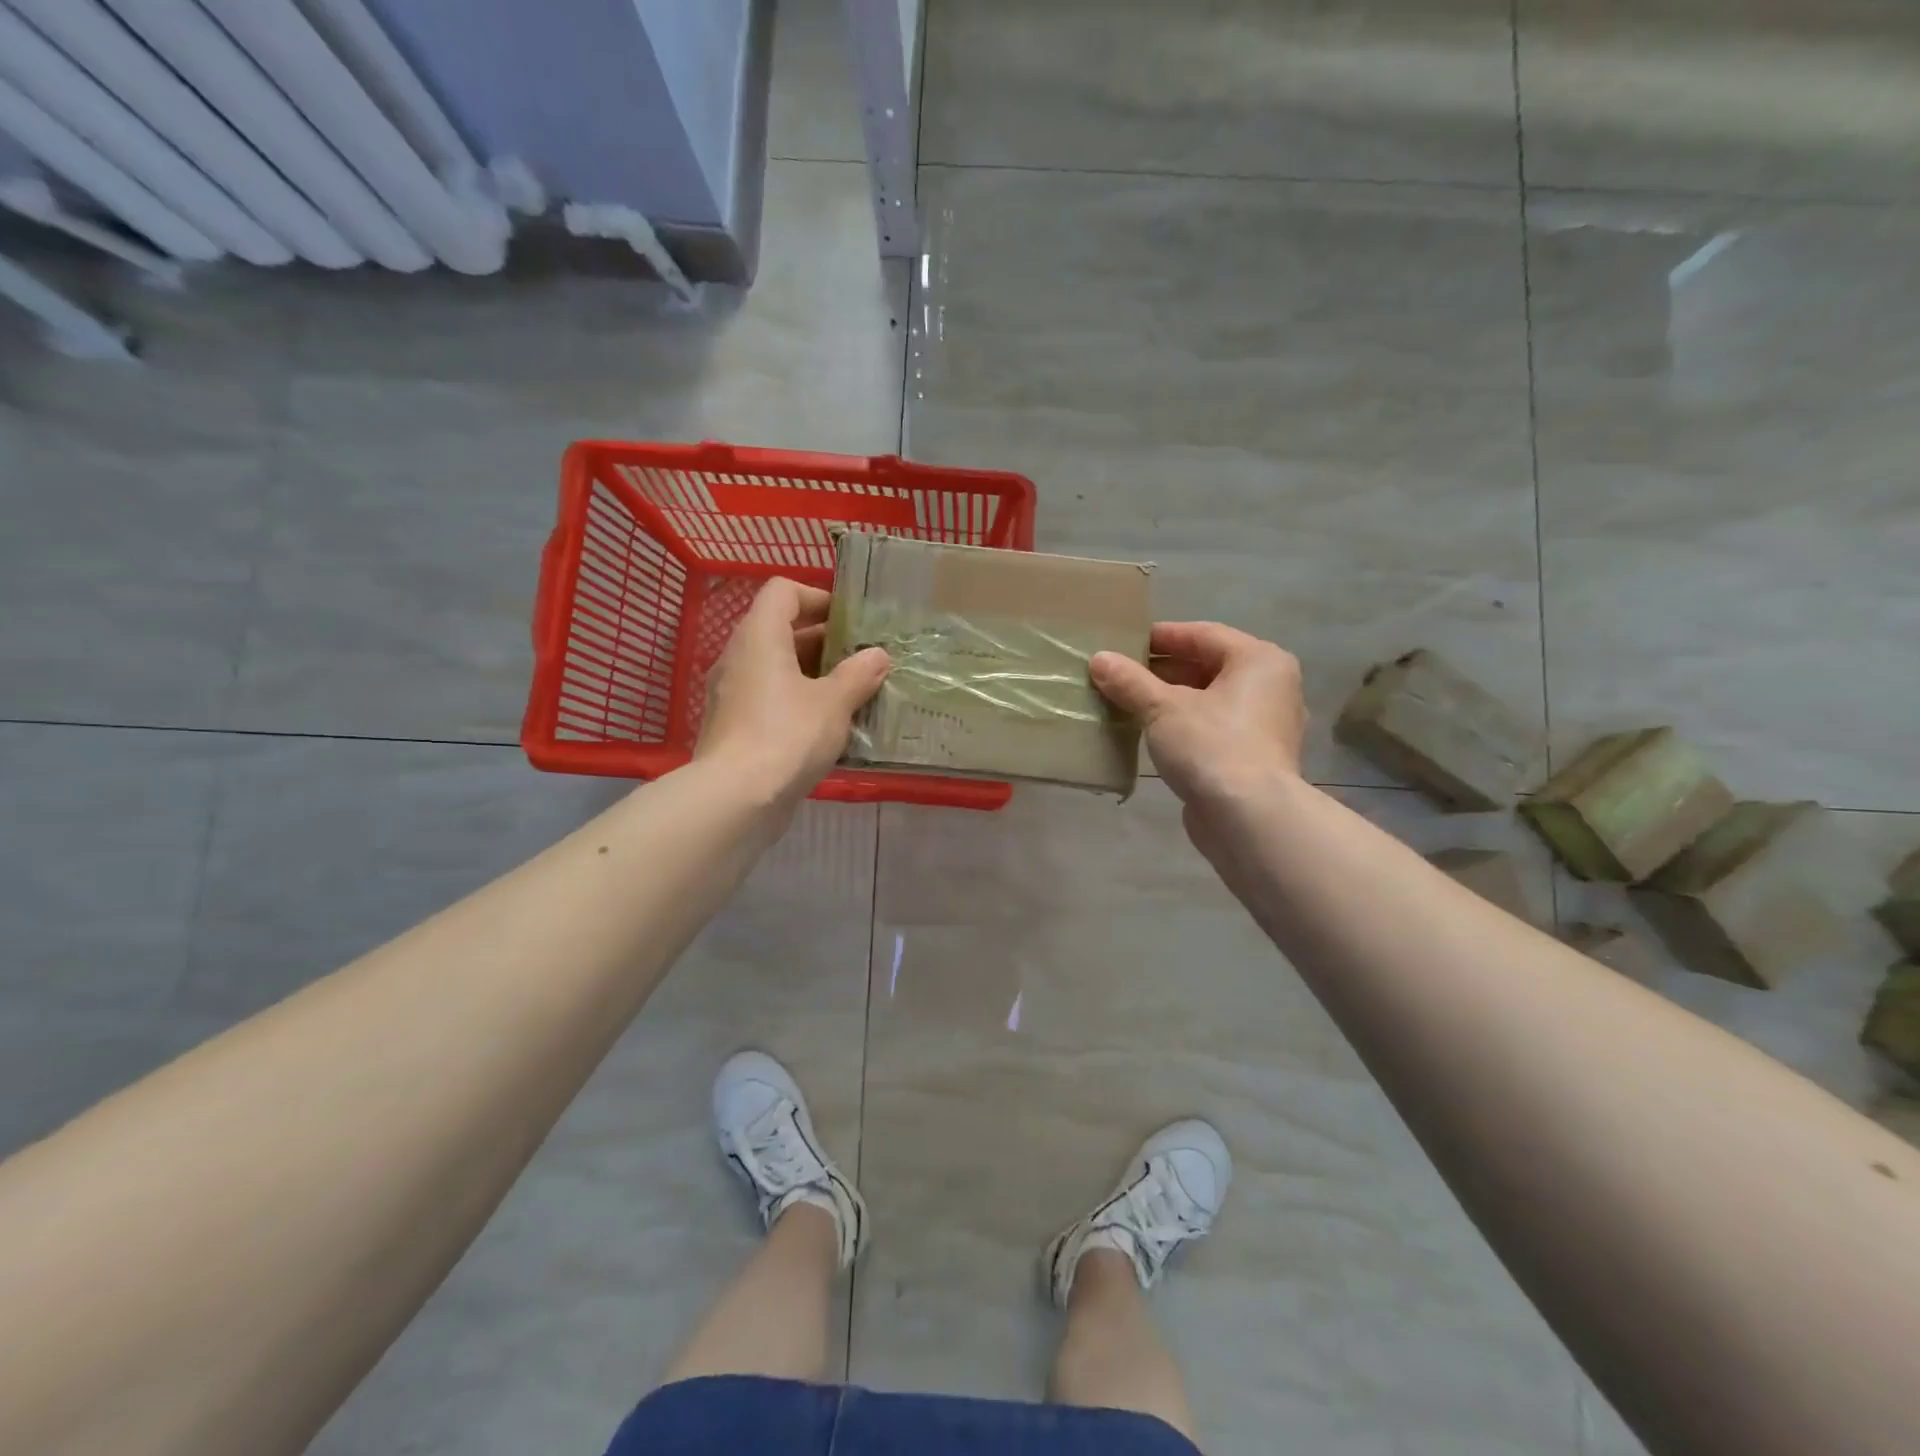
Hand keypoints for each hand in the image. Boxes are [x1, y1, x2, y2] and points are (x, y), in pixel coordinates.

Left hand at [694, 578, 890, 802]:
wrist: (735, 798)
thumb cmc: (787, 736)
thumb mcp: (834, 703)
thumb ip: (858, 674)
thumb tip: (878, 655)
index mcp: (760, 637)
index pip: (784, 591)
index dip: (818, 597)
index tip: (850, 622)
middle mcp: (740, 657)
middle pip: (781, 630)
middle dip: (824, 641)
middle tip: (863, 660)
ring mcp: (732, 693)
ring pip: (777, 668)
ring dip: (814, 675)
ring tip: (854, 694)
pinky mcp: (734, 726)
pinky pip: (770, 699)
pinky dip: (798, 702)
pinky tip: (829, 727)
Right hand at [1090, 623, 1305, 811]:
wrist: (1249, 818)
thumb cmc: (1211, 746)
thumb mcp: (1162, 708)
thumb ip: (1130, 681)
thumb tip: (1099, 659)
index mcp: (1259, 661)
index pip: (1203, 635)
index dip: (1162, 636)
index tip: (1125, 642)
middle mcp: (1271, 687)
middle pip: (1208, 667)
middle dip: (1163, 670)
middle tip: (1121, 673)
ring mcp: (1266, 725)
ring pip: (1210, 700)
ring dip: (1171, 699)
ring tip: (1129, 702)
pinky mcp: (1255, 758)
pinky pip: (1214, 728)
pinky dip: (1185, 725)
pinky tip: (1152, 733)